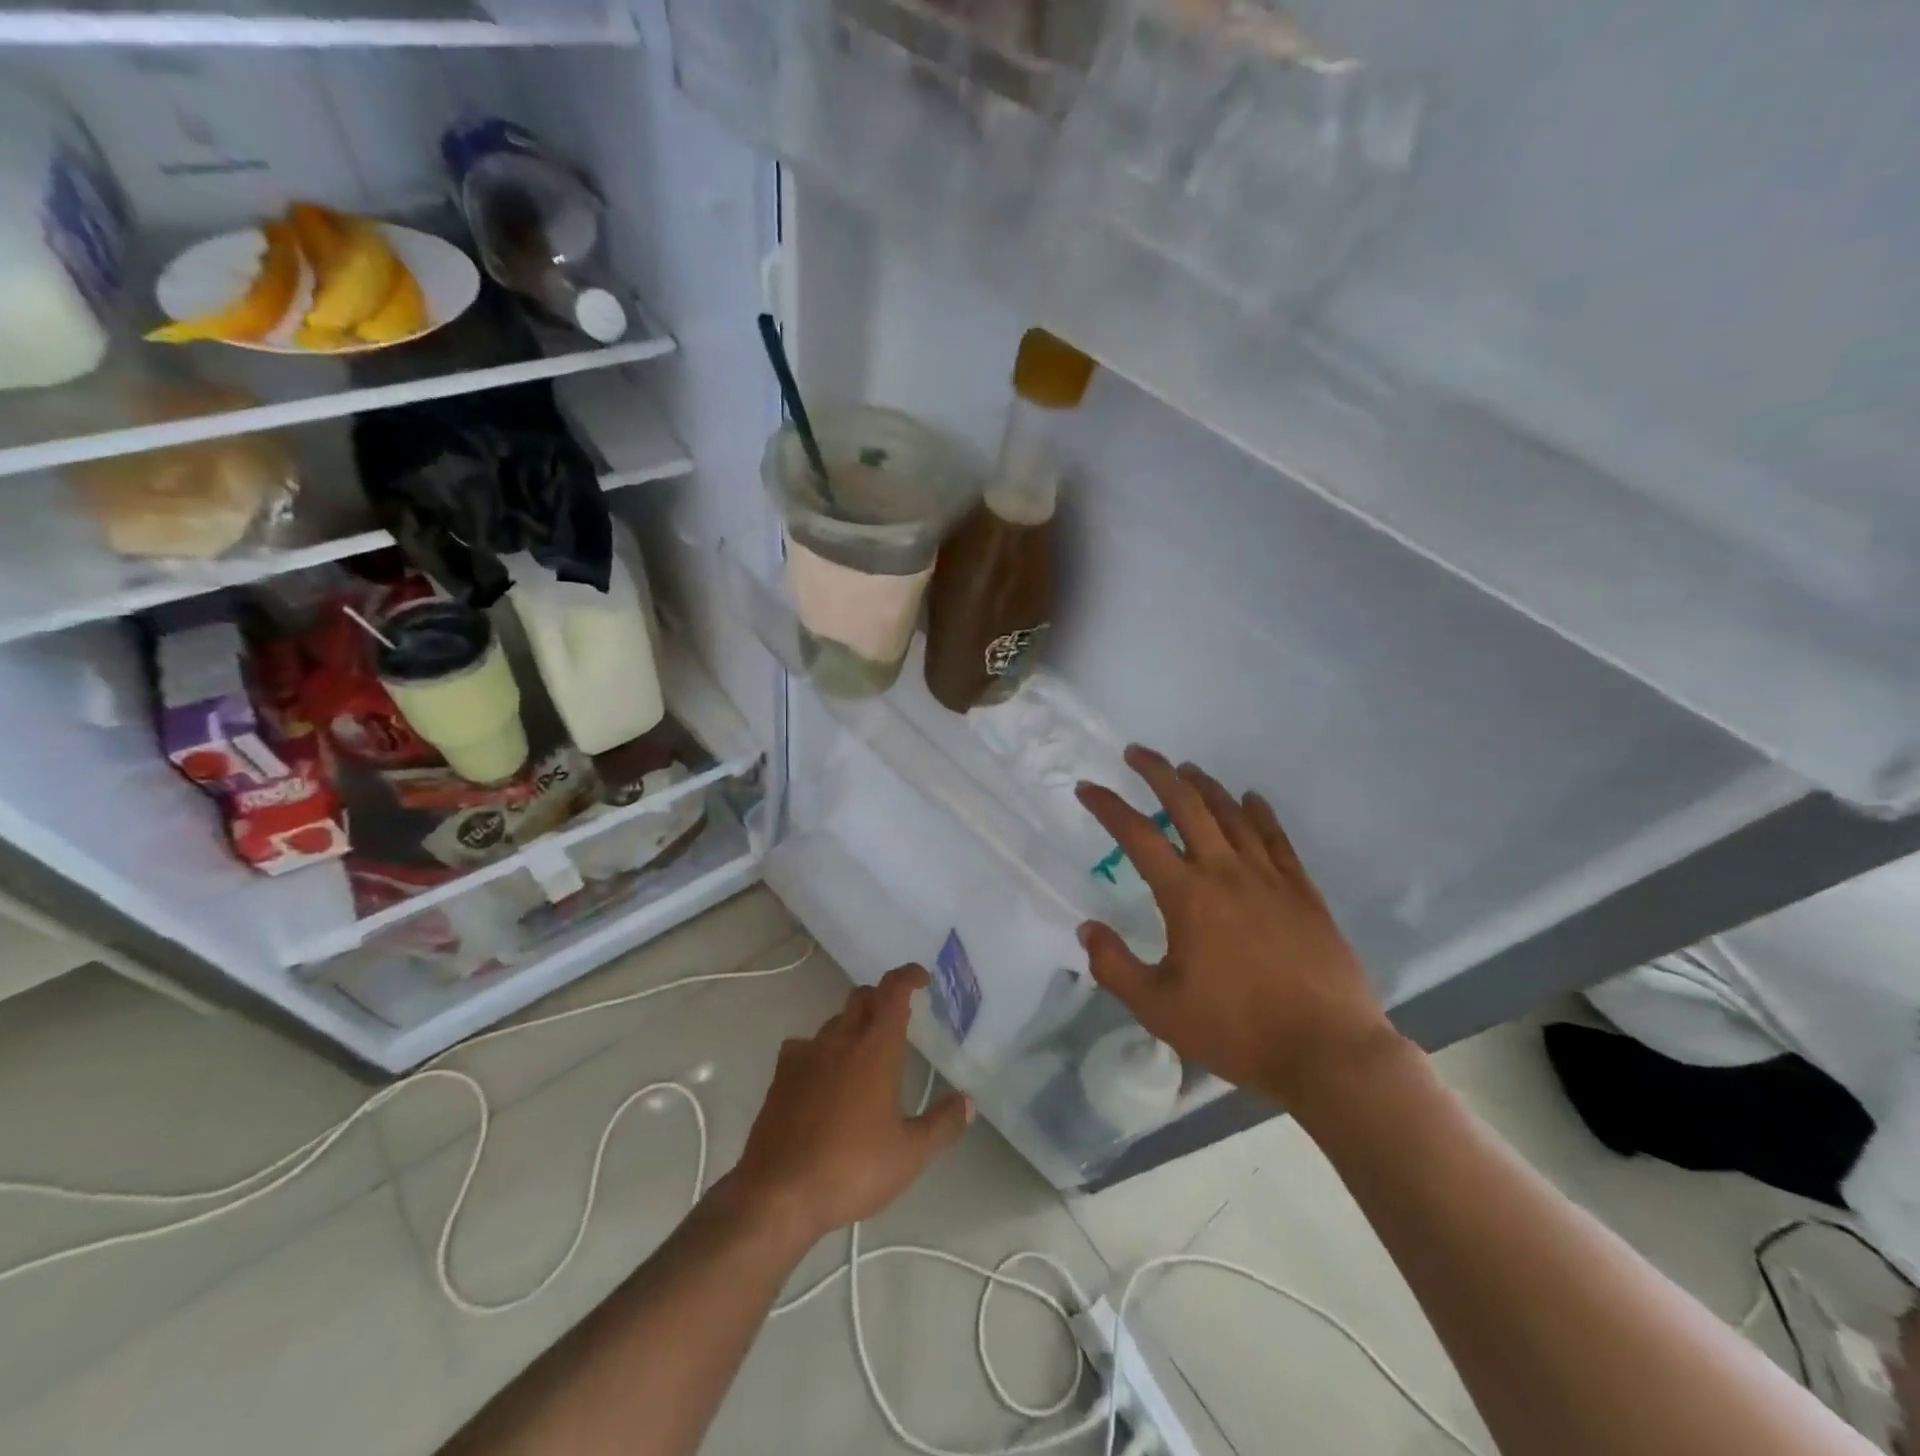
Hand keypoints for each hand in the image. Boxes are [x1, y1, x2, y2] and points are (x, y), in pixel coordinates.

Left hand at [726, 965, 971, 1246]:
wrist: (777, 1193)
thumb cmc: (851, 1168)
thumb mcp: (909, 1155)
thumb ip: (942, 1125)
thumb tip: (967, 1103)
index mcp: (875, 1048)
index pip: (893, 991)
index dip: (908, 976)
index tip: (921, 979)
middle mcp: (839, 1040)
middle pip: (862, 997)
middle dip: (882, 998)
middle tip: (899, 1018)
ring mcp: (805, 1055)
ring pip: (833, 1021)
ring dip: (852, 1025)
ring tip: (864, 1052)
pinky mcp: (780, 1076)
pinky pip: (804, 1046)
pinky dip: (821, 1050)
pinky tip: (824, 1076)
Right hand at [1075, 745, 1407, 1115]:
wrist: (1328, 1051)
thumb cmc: (1237, 1031)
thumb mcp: (1159, 1010)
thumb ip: (1115, 967)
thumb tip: (1087, 929)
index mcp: (1187, 896)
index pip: (1138, 836)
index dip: (1108, 807)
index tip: (1087, 788)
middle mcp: (1225, 872)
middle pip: (1187, 805)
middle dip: (1158, 773)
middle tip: (1137, 752)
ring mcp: (1269, 877)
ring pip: (1232, 814)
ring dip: (1205, 786)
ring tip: (1186, 768)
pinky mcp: (1303, 891)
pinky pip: (1277, 838)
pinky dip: (1260, 812)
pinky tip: (1251, 798)